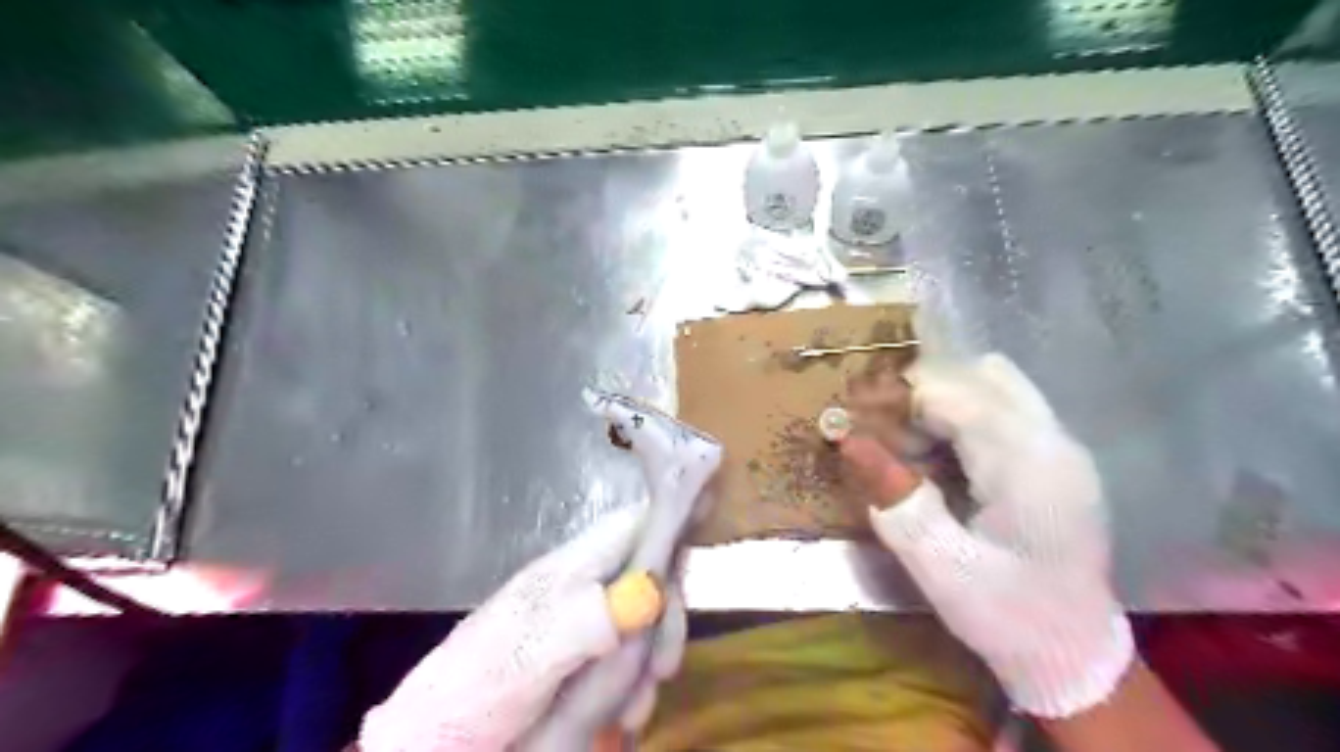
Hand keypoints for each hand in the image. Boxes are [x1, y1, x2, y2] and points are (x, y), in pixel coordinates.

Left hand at [356, 505, 670, 750]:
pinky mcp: (582, 655)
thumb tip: (650, 589)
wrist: (438, 738)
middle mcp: (583, 585)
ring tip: (635, 709)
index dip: (669, 531)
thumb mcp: (528, 657)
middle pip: (649, 574)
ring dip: (651, 658)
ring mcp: (583, 621)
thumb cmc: (476, 690)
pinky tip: (626, 713)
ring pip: (644, 618)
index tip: (686, 582)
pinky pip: (628, 653)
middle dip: (665, 618)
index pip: (632, 525)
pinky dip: (636, 682)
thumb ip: (583, 621)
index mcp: (569, 569)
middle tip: (663, 669)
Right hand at [841, 351, 1133, 716]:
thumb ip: (897, 501)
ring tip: (909, 443)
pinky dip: (961, 414)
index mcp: (1028, 466)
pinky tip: (940, 454)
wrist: (1075, 655)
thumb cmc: (1008, 617)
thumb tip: (849, 440)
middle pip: (976, 375)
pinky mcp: (1055, 456)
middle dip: (918, 393)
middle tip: (879, 433)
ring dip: (941, 399)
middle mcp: (1052, 441)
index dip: (897, 396)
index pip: (955, 394)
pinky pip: (1003, 406)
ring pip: (993, 382)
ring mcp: (1060, 445)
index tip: (853, 414)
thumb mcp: (941, 568)